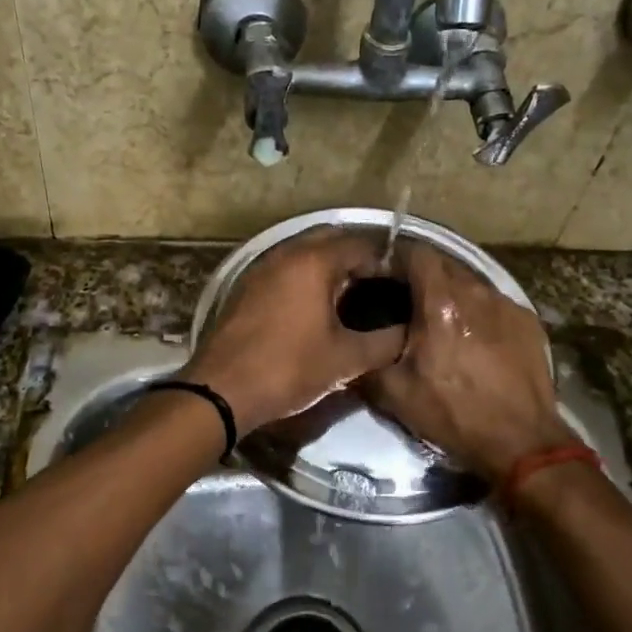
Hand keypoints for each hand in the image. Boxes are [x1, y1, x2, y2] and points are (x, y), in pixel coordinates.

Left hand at [183, 229, 405, 435]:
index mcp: (314, 262)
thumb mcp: (346, 360)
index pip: (362, 245)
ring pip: (306, 254)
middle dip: (358, 259)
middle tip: (380, 285)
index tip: (403, 284)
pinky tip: (317, 306)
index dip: (387, 262)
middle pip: (332, 241)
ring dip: (331, 267)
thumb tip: (409, 333)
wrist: (222, 390)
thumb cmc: (289, 368)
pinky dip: (306, 278)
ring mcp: (263, 268)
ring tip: (353, 296)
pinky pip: (286, 270)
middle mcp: (287, 253)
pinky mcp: (248, 287)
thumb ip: (385, 343)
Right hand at [362, 243, 574, 485]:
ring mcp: (507, 304)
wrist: (521, 442)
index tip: (381, 272)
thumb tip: (349, 349)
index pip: (416, 253)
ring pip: (471, 283)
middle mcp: (476, 292)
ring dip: (451, 293)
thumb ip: (367, 361)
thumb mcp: (395, 393)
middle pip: (444, 265)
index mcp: (441, 301)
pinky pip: (494, 304)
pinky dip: (479, 312)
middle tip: (405, 299)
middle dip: (422, 275)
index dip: (395, 256)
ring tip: (440, 320)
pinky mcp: (528, 321)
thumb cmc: (454, 414)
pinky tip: (474, 338)